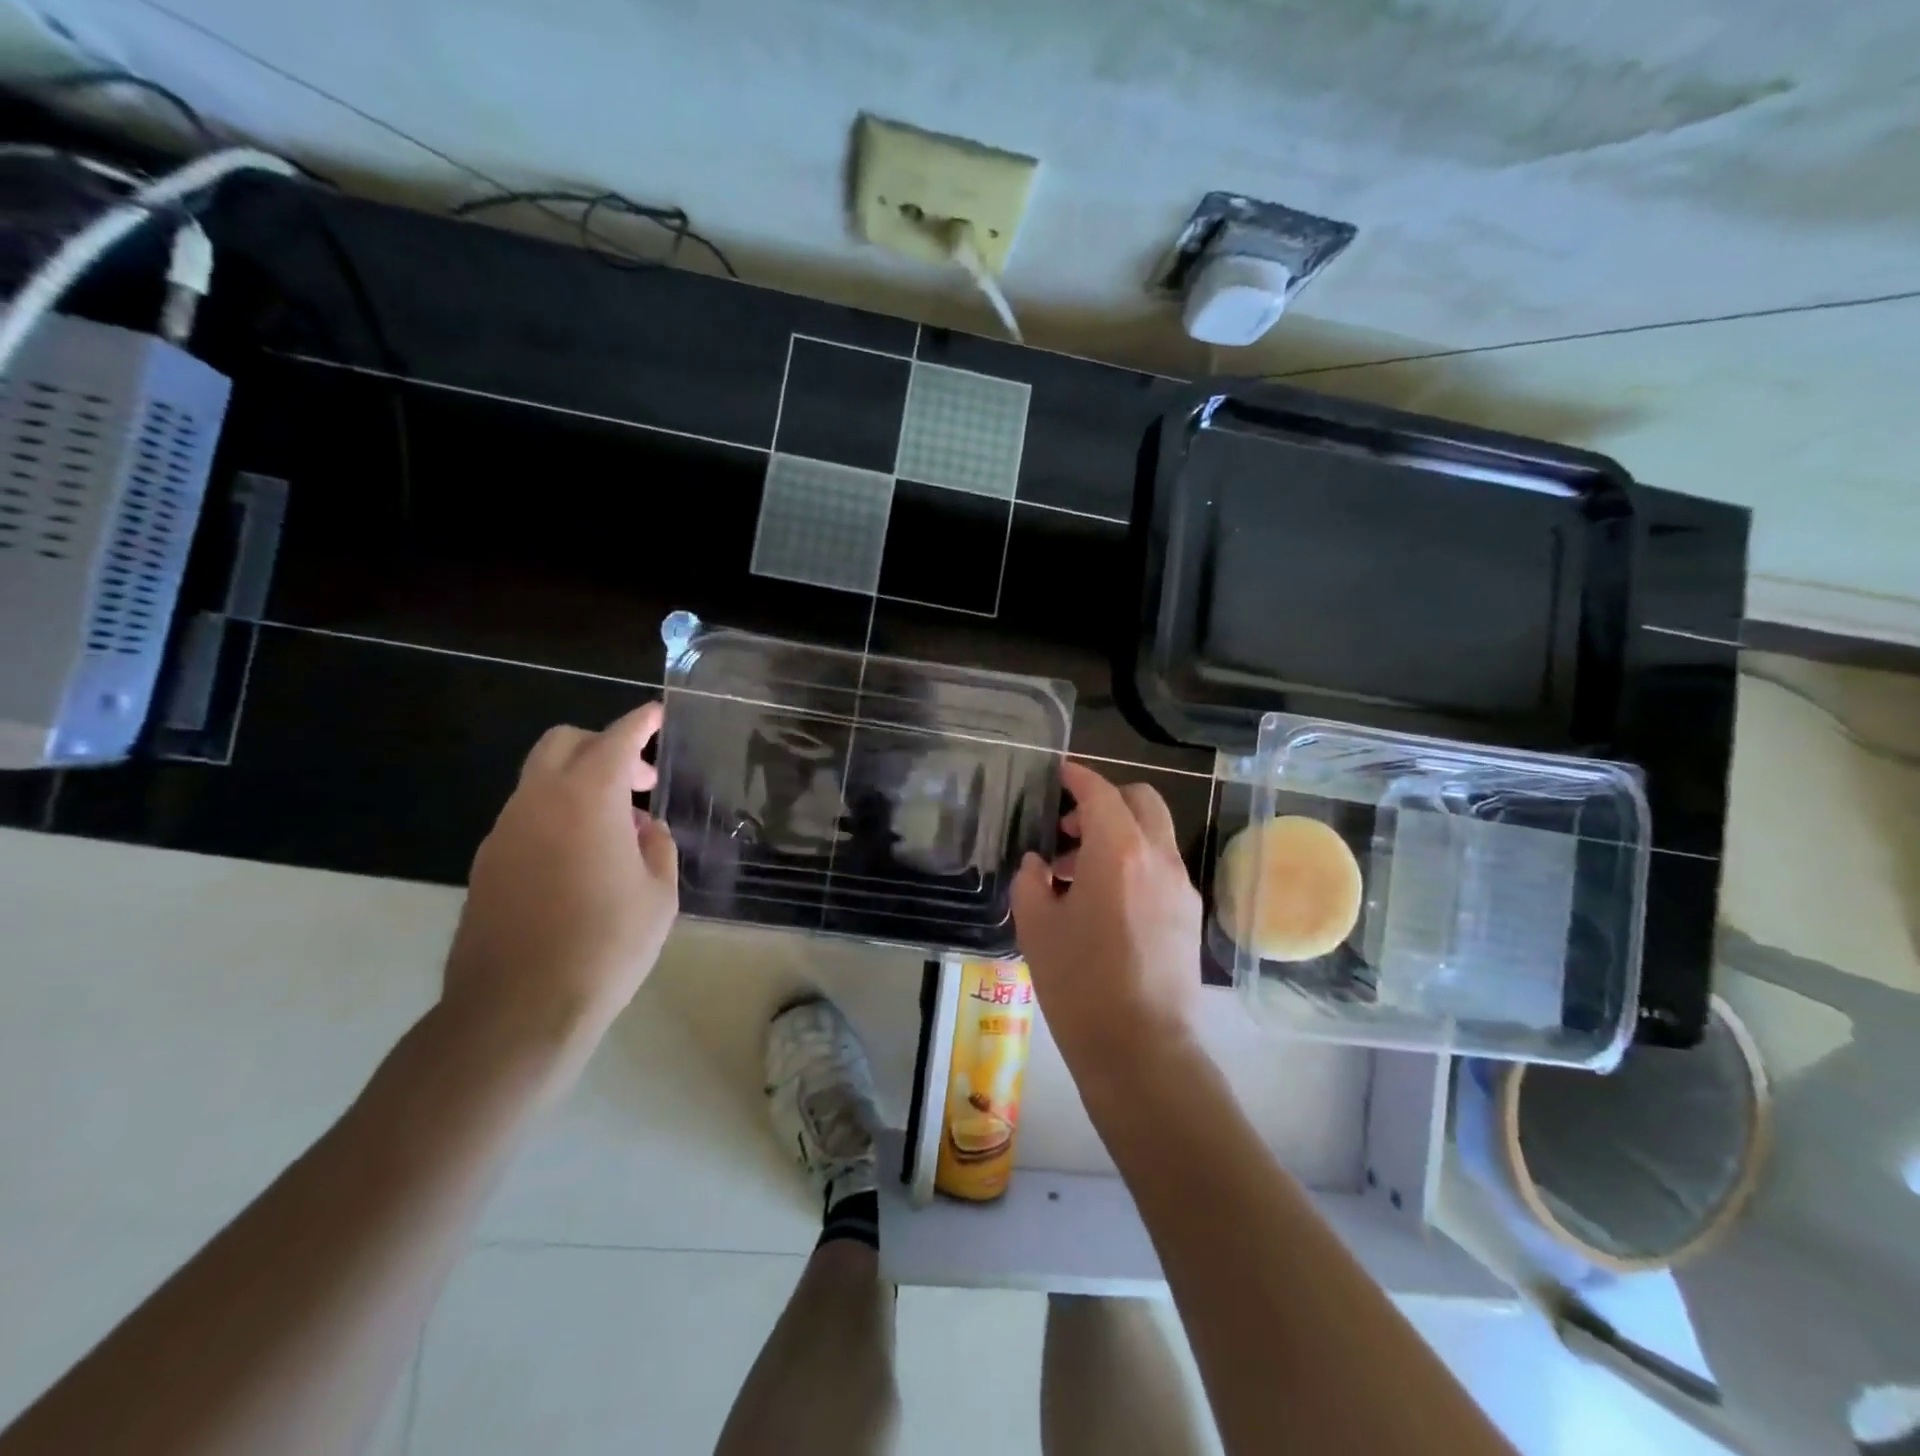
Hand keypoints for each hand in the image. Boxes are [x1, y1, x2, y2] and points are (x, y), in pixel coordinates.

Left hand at [443, 703, 678, 1050]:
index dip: (639, 723)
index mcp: (587, 799)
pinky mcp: (487, 864)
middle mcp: (538, 802)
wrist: (519, 1009)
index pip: (615, 740)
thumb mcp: (659, 894)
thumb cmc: (606, 946)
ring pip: (541, 781)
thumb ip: (657, 847)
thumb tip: (643, 828)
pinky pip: (527, 818)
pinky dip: (557, 816)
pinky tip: (580, 861)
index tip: (656, 714)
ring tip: (615, 832)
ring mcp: (504, 832)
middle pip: (563, 744)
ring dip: (579, 785)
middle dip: (603, 747)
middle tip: (639, 782)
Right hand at [1011, 760, 1202, 1102]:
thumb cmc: (1080, 984)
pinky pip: (1160, 867)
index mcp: (1118, 852)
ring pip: (1153, 834)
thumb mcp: (1036, 928)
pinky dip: (1134, 862)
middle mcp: (1157, 858)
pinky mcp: (1189, 914)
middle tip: (1069, 827)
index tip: (1059, 774)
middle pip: (1141, 801)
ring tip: (1076, 873)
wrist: (1142, 1049)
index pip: (1101, 793)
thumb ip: (1031, 882)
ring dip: (1118, 834)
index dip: (1078, 777)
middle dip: (1106, 800)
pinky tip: (1105, 902)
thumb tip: (1039, 865)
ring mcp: (1180, 886)